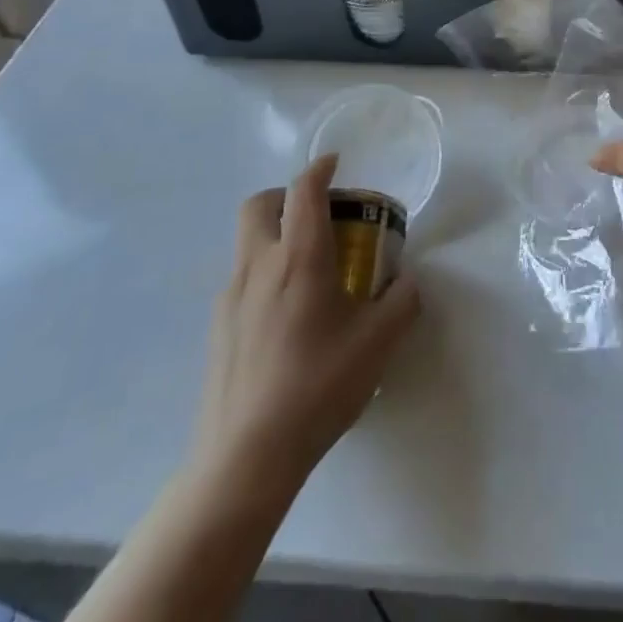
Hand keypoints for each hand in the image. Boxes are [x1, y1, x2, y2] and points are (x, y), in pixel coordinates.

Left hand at [192, 154, 419, 499]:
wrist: (245, 458)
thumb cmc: (318, 387)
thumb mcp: (379, 342)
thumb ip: (402, 300)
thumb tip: (405, 280)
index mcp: (299, 258)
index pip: (304, 191)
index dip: (320, 168)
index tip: (335, 164)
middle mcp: (259, 265)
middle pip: (259, 204)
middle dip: (286, 195)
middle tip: (316, 213)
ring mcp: (231, 297)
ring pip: (246, 241)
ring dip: (274, 234)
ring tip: (308, 267)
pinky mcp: (217, 328)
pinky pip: (241, 278)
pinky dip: (264, 271)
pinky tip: (287, 313)